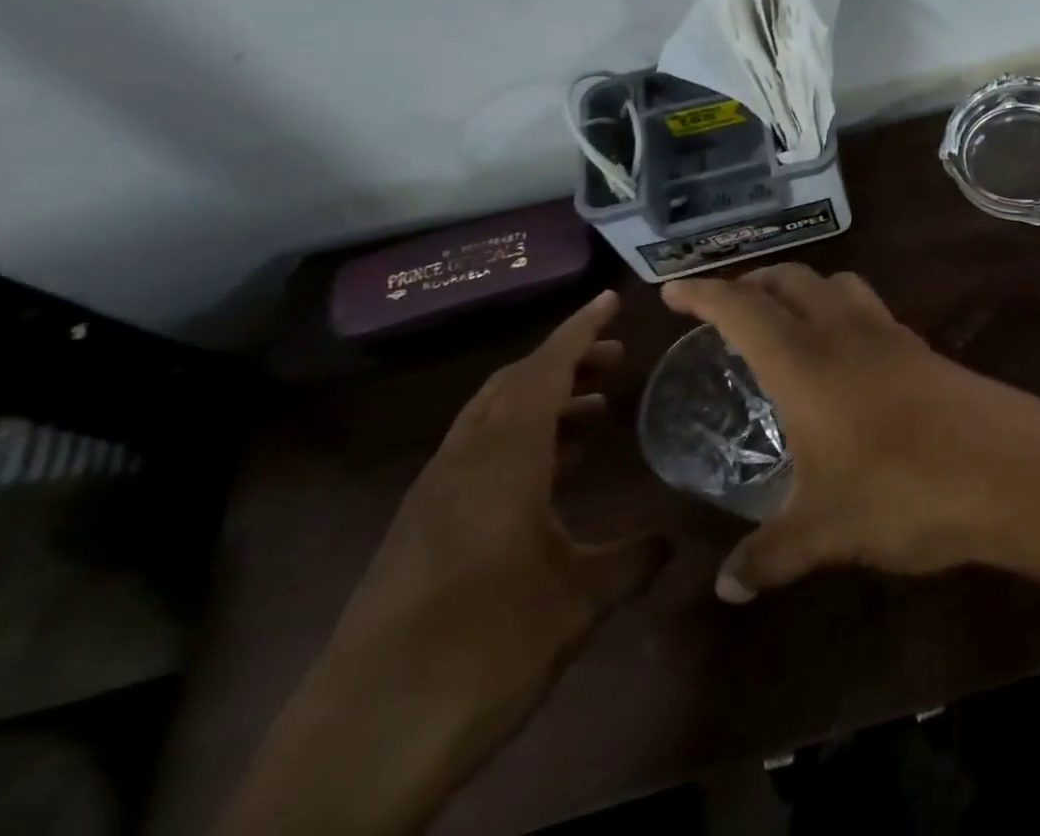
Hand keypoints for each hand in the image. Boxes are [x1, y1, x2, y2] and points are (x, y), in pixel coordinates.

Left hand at [221, 291, 669, 835]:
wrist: (361, 742)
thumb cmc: (484, 648)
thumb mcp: (579, 603)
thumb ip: (634, 560)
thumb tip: (678, 537)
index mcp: (502, 458)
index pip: (545, 369)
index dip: (580, 329)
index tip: (610, 297)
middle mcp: (463, 462)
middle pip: (513, 384)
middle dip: (565, 362)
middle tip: (616, 360)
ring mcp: (432, 497)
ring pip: (490, 419)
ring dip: (542, 402)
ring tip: (594, 412)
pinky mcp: (417, 531)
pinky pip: (475, 456)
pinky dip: (518, 442)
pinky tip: (548, 476)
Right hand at [661, 265, 1039, 602]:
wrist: (1007, 467)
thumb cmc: (903, 488)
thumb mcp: (825, 531)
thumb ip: (770, 556)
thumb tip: (726, 589)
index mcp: (805, 359)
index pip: (742, 306)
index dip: (703, 293)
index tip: (672, 291)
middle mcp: (844, 330)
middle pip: (790, 279)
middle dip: (751, 283)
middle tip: (724, 308)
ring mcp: (890, 334)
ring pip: (836, 284)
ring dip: (802, 289)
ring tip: (783, 322)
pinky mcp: (923, 349)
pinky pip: (869, 310)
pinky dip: (842, 312)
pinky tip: (843, 357)